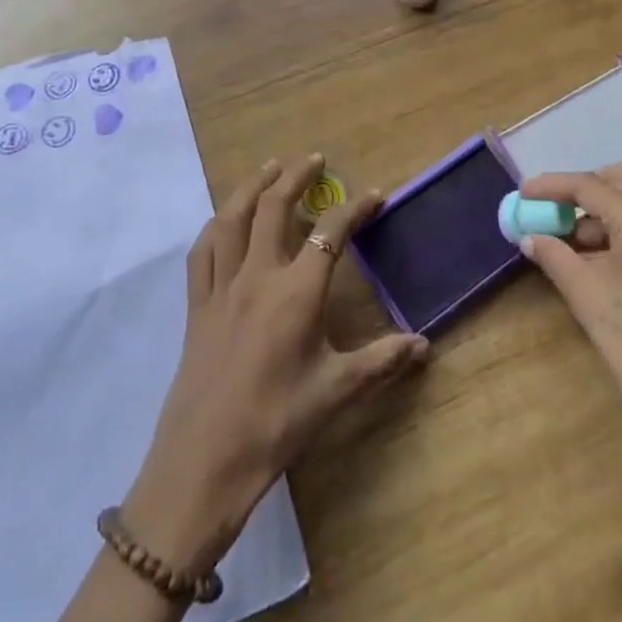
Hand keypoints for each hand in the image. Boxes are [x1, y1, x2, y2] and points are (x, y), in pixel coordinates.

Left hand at [122, 155, 428, 575]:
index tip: (373, 195)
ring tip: (270, 168)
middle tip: (314, 159)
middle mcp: (258, 275)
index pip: (331, 233)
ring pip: (233, 218)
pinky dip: (215, 226)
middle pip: (274, 207)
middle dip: (296, 176)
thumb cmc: (277, 423)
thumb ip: (382, 361)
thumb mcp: (336, 391)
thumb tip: (424, 345)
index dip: (354, 209)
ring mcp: (222, 286)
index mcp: (297, 292)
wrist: (205, 462)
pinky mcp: (197, 304)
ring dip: (253, 186)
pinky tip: (223, 219)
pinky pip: (203, 251)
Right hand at [516, 163, 621, 499]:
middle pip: (621, 180)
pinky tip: (605, 262)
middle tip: (552, 213)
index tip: (522, 193)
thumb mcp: (588, 299)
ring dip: (604, 212)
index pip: (589, 186)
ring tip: (572, 245)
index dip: (550, 186)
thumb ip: (555, 257)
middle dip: (583, 190)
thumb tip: (530, 237)